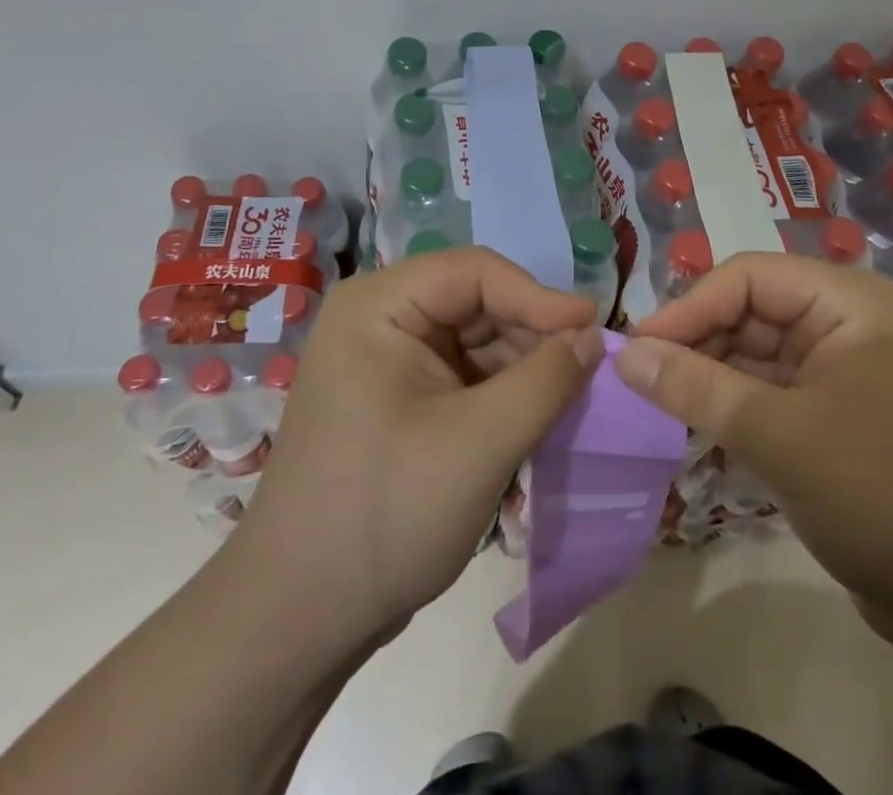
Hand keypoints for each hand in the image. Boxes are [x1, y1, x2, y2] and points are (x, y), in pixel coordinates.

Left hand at [235, 247, 600, 649]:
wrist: (296, 620)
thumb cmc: (384, 515)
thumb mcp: (479, 444)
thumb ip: (545, 381)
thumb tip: (594, 336)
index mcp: (379, 305)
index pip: (475, 272)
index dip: (539, 296)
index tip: (596, 328)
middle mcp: (380, 318)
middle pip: (477, 303)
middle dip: (533, 336)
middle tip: (591, 370)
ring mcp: (387, 360)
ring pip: (476, 341)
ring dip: (523, 368)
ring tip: (573, 398)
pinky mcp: (398, 399)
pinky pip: (464, 376)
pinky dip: (503, 394)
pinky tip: (537, 419)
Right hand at [614, 253, 892, 643]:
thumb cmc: (883, 495)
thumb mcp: (780, 436)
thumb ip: (697, 388)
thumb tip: (624, 353)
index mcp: (847, 303)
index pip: (749, 277)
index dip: (689, 306)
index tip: (636, 346)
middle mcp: (843, 323)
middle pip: (748, 311)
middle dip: (695, 341)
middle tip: (638, 378)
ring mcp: (838, 371)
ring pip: (752, 353)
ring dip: (706, 375)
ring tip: (654, 401)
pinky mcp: (830, 416)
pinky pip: (765, 392)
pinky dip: (728, 406)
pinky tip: (690, 425)